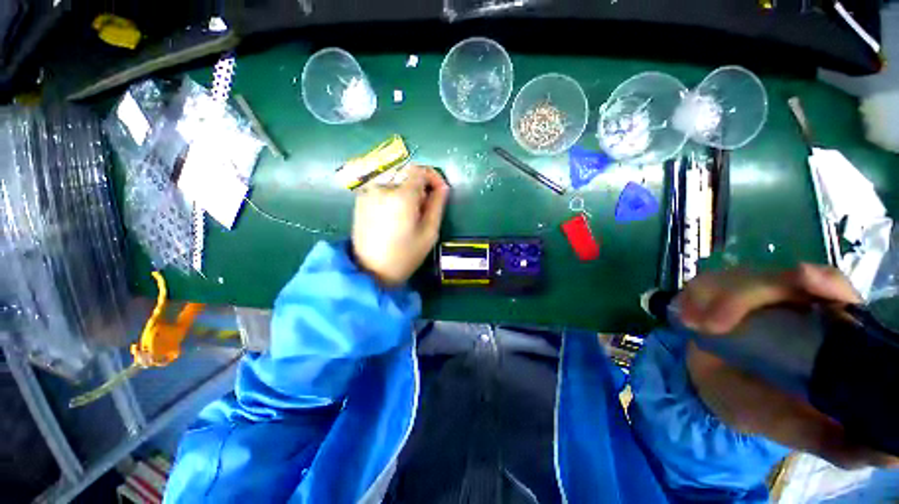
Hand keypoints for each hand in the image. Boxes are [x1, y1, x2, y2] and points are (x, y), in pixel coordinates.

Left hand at [351, 165, 448, 286]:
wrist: (370, 271)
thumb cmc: (405, 255)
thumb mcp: (429, 233)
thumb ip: (437, 206)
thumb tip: (442, 187)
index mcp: (401, 196)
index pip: (419, 170)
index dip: (433, 177)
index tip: (439, 191)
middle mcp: (382, 188)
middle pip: (406, 175)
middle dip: (420, 188)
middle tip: (424, 210)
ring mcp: (368, 193)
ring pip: (394, 182)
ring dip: (406, 192)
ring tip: (408, 216)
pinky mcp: (360, 201)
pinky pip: (382, 189)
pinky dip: (393, 196)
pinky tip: (394, 217)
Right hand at [679, 264, 898, 468]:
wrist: (715, 393)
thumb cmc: (765, 410)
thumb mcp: (801, 430)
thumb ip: (840, 444)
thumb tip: (892, 456)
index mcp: (822, 325)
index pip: (830, 288)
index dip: (820, 281)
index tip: (802, 279)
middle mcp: (789, 301)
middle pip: (772, 278)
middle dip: (741, 295)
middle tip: (711, 327)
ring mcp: (748, 295)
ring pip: (731, 277)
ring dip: (709, 297)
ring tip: (694, 327)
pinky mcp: (715, 295)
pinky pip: (701, 285)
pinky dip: (691, 297)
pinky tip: (686, 317)